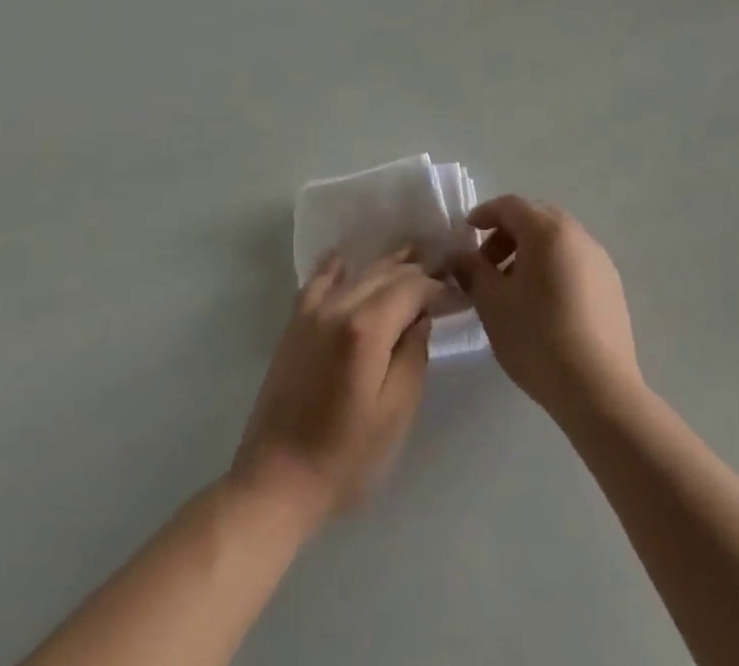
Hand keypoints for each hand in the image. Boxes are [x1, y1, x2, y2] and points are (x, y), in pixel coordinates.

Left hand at [230, 250, 443, 526]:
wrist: (276, 481)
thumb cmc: (345, 458)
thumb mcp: (396, 413)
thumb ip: (414, 356)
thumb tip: (422, 317)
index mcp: (366, 329)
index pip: (413, 287)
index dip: (440, 287)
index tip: (462, 293)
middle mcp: (339, 307)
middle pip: (386, 273)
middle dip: (418, 270)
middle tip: (446, 270)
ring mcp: (313, 312)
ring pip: (358, 272)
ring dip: (388, 263)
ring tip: (414, 257)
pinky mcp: (296, 323)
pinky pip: (320, 280)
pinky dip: (339, 266)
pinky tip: (348, 258)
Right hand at [449, 196, 641, 426]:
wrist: (599, 390)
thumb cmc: (537, 337)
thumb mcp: (492, 303)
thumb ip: (472, 270)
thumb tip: (457, 256)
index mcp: (547, 230)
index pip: (510, 205)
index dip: (484, 214)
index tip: (466, 232)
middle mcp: (578, 235)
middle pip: (536, 218)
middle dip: (507, 234)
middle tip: (487, 264)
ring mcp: (600, 260)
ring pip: (557, 241)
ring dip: (530, 252)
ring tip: (512, 289)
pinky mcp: (612, 287)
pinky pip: (574, 262)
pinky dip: (552, 268)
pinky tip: (542, 304)